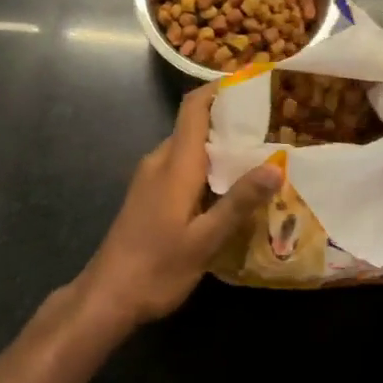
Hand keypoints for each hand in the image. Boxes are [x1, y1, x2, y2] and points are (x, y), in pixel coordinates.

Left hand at [78, 84, 280, 329]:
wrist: (105, 298)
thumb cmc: (157, 267)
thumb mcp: (205, 240)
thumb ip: (238, 202)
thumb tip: (276, 166)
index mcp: (175, 163)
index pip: (194, 107)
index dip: (218, 89)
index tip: (251, 83)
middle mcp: (160, 160)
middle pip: (195, 125)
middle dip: (229, 121)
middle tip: (270, 128)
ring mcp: (150, 177)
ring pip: (188, 148)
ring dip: (218, 147)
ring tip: (257, 157)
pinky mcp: (147, 194)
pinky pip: (180, 166)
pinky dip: (205, 166)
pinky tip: (226, 190)